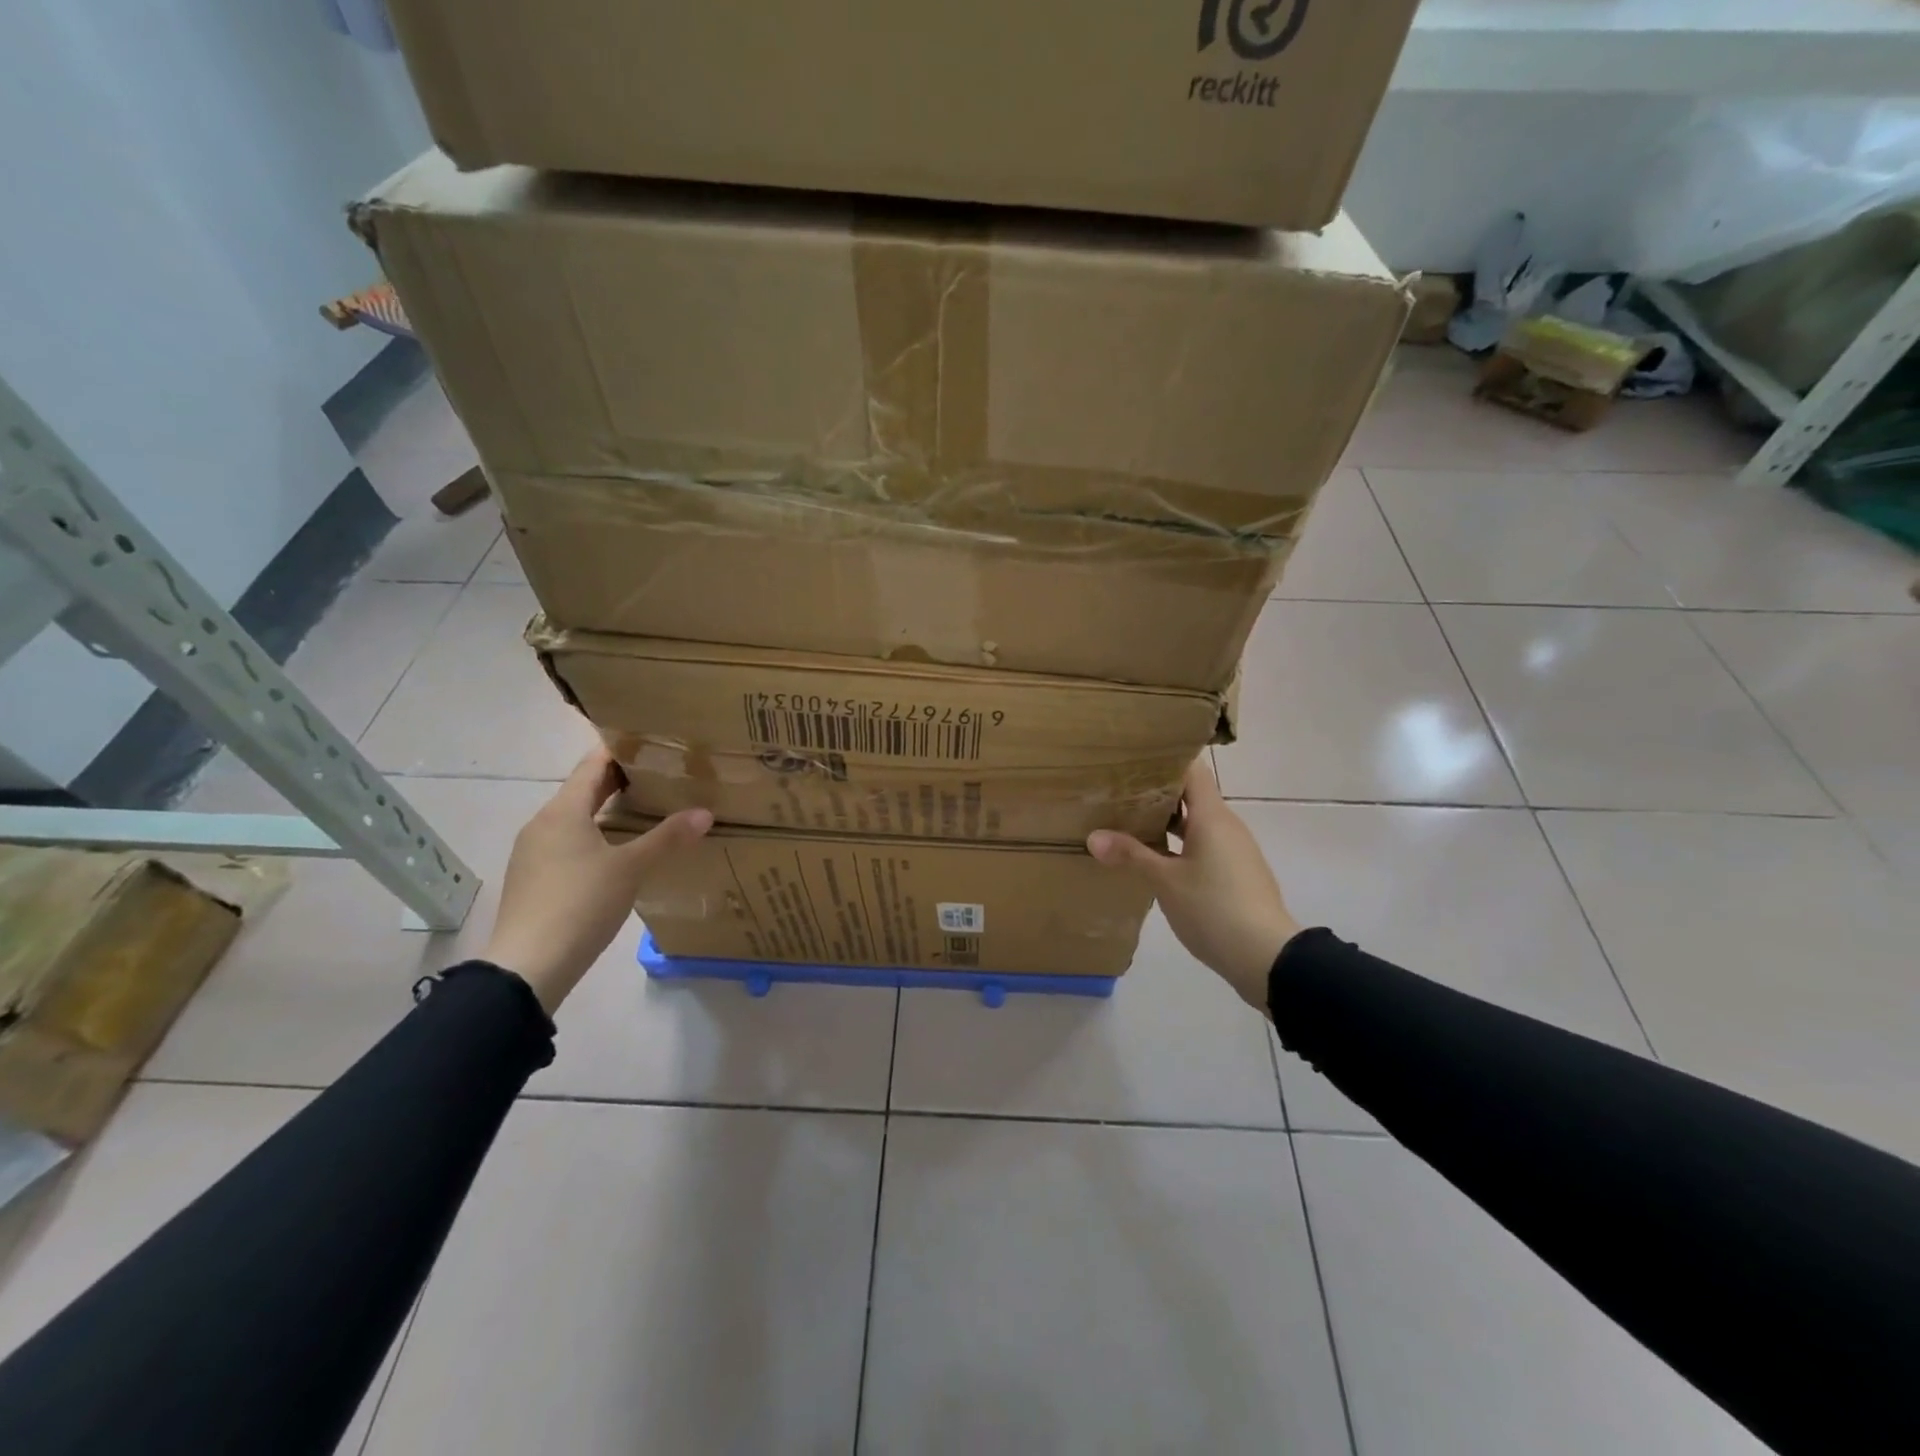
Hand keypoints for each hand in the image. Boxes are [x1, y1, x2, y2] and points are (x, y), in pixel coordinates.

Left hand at [482, 747, 712, 1012]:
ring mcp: (533, 853)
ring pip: (575, 818)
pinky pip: (568, 843)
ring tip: (647, 810)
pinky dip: (595, 835)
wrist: (528, 967)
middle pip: (583, 790)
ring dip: (607, 810)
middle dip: (619, 780)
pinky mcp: (533, 879)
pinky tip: (618, 851)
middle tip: (661, 775)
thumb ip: (667, 838)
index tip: (653, 743)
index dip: (621, 750)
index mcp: (562, 811)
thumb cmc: (580, 904)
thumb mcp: (631, 868)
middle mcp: (542, 824)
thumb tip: (705, 813)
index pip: (593, 764)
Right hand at [1087, 759, 1298, 1013]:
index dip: (1164, 760)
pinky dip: (1177, 845)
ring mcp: (1233, 850)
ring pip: (1195, 824)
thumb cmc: (1214, 908)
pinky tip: (1152, 858)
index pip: (1191, 770)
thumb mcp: (1165, 881)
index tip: (1132, 759)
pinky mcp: (1234, 874)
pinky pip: (1202, 846)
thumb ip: (1131, 855)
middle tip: (1117, 791)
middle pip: (1191, 796)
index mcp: (1212, 816)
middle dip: (1156, 793)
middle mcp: (1225, 826)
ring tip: (1126, 822)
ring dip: (1165, 822)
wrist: (1266, 957)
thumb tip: (1093, 836)